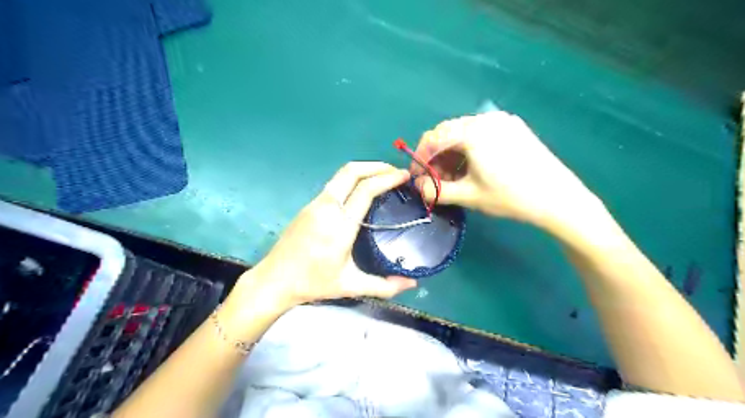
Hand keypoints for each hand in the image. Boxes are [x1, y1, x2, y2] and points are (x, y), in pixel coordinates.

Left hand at [231, 163, 415, 315]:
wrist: (274, 280)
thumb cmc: (313, 283)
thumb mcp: (351, 286)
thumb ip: (384, 286)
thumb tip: (412, 284)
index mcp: (340, 225)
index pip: (366, 189)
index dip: (387, 178)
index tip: (404, 176)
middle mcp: (327, 207)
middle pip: (352, 171)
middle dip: (376, 165)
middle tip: (394, 171)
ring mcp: (315, 204)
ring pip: (341, 175)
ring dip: (363, 170)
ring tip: (381, 177)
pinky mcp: (308, 206)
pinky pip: (334, 184)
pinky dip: (352, 179)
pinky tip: (360, 191)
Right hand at [413, 109, 597, 230]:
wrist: (558, 198)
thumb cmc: (510, 197)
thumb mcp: (468, 196)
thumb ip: (436, 190)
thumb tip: (418, 186)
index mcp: (472, 131)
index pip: (433, 138)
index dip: (420, 158)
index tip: (417, 178)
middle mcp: (485, 118)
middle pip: (447, 133)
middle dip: (436, 157)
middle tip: (436, 181)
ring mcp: (501, 121)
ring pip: (463, 134)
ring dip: (452, 154)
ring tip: (454, 178)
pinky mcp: (513, 127)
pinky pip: (480, 134)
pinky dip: (469, 149)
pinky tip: (472, 168)